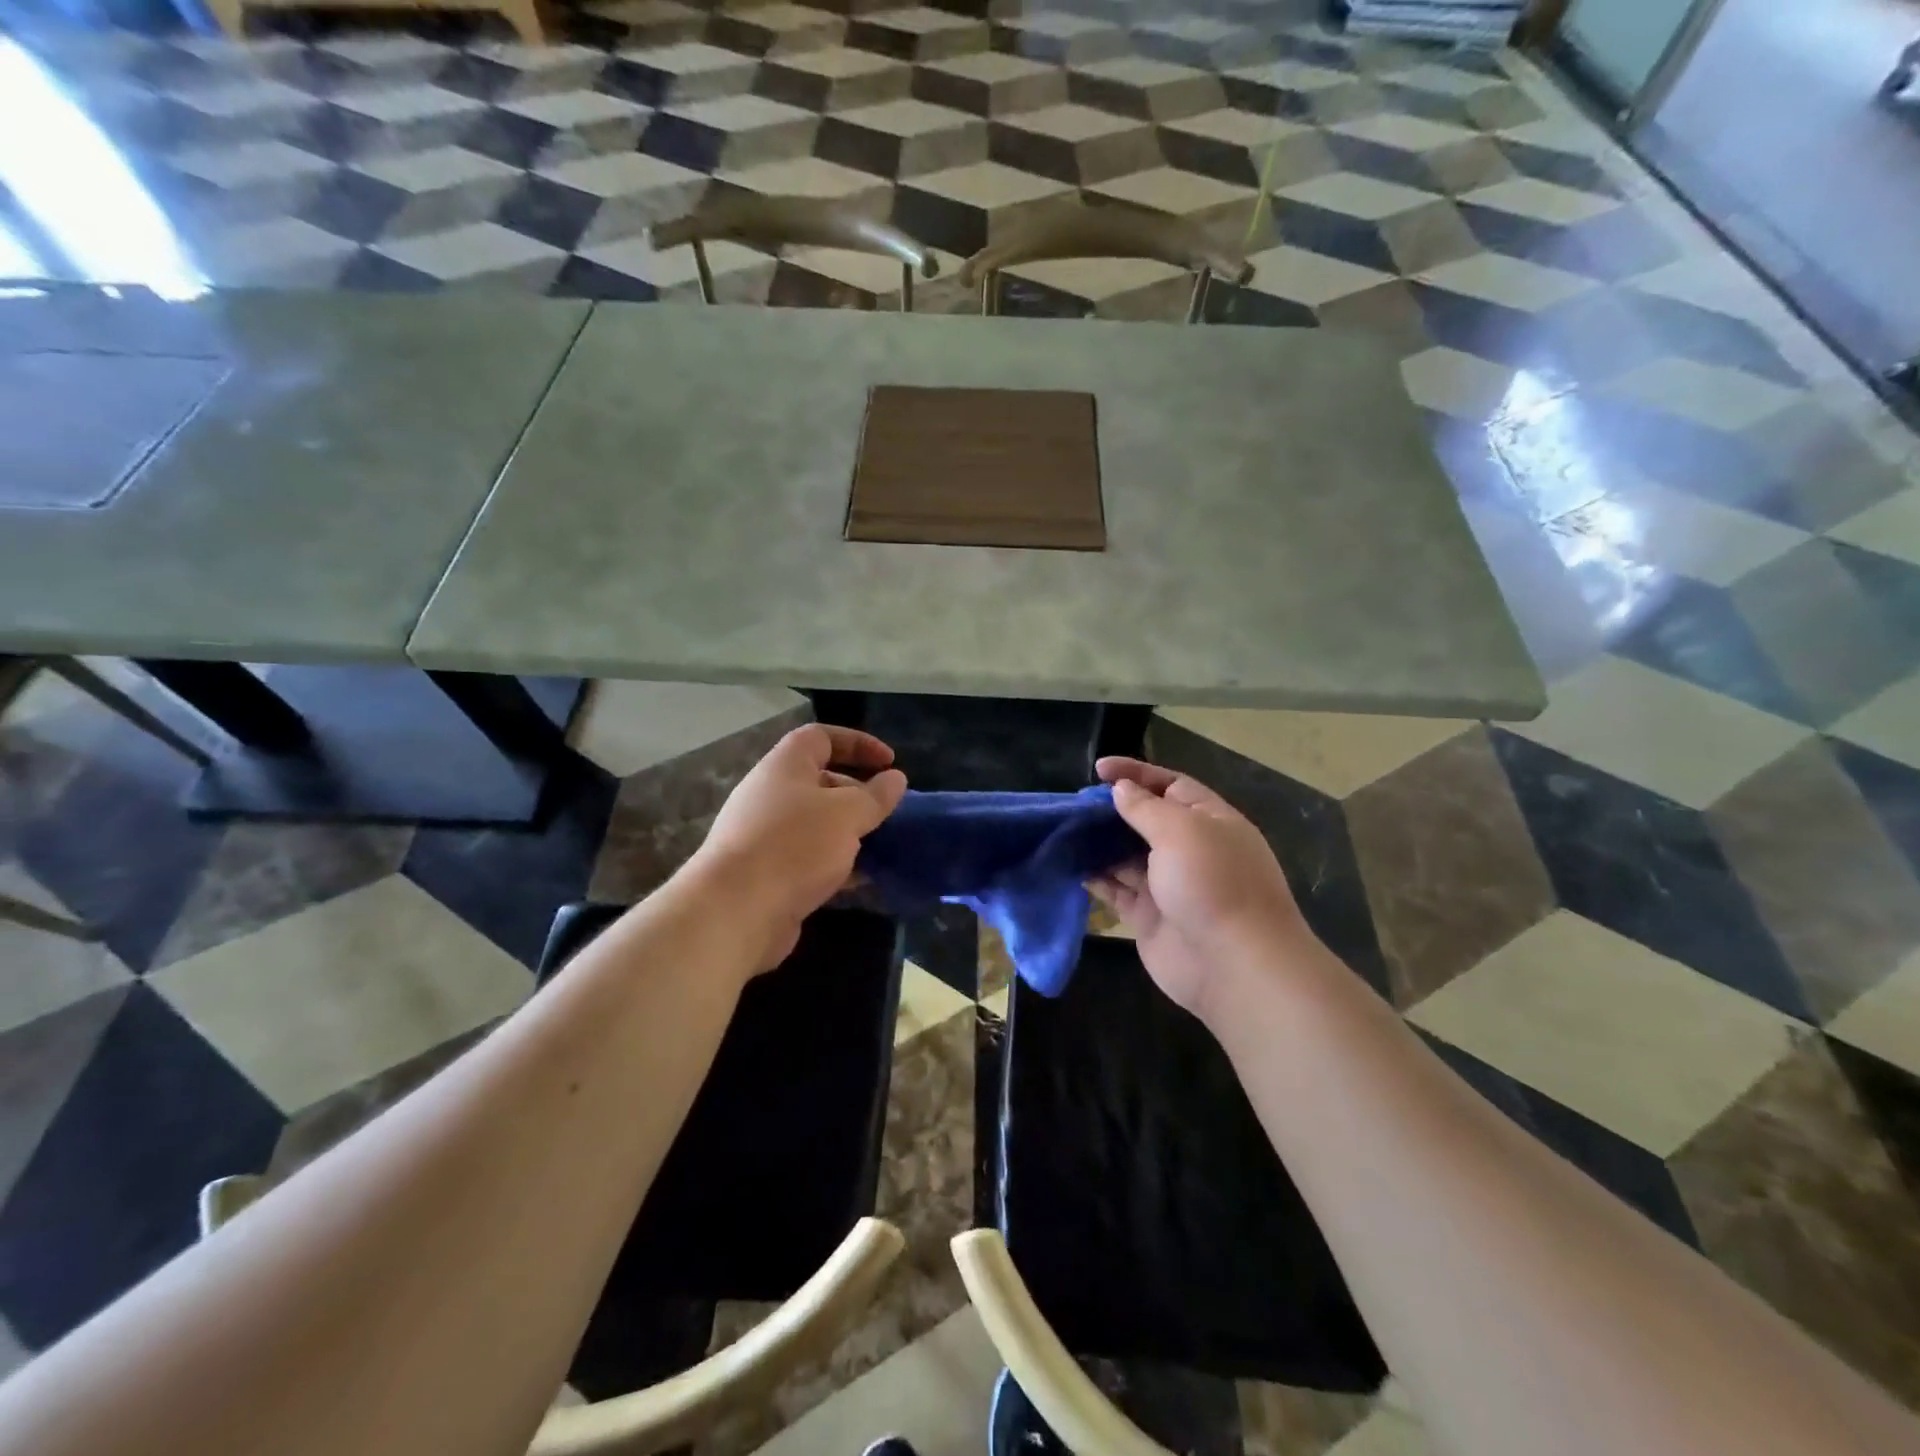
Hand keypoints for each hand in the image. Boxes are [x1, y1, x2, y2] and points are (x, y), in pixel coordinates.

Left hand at [688, 724, 907, 970]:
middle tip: (887, 812)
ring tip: (881, 847)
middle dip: (858, 793)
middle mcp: (771, 794)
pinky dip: (835, 864)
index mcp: (785, 766)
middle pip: (820, 781)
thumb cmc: (795, 846)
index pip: (822, 736)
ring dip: (849, 832)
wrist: (735, 911)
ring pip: (816, 823)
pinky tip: (860, 881)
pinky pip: (808, 858)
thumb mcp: (847, 814)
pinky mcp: (766, 873)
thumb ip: (876, 796)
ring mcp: (765, 835)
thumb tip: (896, 779)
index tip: (890, 762)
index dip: (858, 743)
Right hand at [1091, 757, 1308, 1019]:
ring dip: (1100, 843)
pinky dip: (1097, 878)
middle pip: (1146, 820)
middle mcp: (1191, 850)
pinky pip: (1118, 889)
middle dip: (1113, 810)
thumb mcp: (1180, 831)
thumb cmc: (1212, 883)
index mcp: (1210, 821)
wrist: (1233, 966)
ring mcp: (1170, 885)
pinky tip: (1072, 867)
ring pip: (1128, 855)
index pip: (1170, 785)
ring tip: (1066, 831)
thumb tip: (1121, 790)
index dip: (1136, 773)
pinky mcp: (1150, 917)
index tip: (1098, 769)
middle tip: (1076, 804)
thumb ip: (1145, 808)